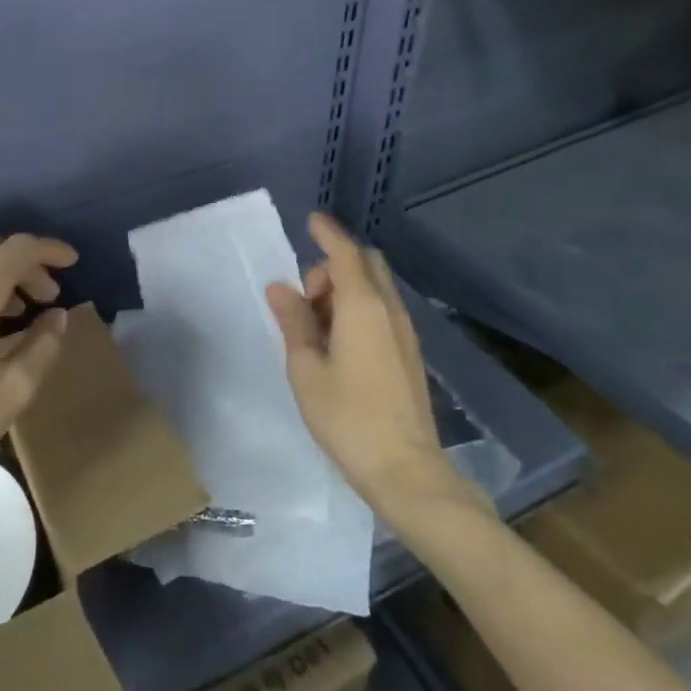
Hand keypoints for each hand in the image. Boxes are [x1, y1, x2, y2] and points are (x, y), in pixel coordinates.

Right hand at [266, 213, 489, 522]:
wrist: (405, 470)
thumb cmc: (346, 417)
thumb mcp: (306, 368)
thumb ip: (294, 322)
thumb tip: (280, 288)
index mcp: (363, 307)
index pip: (345, 253)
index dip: (328, 233)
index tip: (311, 220)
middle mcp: (390, 310)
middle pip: (366, 265)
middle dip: (334, 266)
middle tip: (306, 298)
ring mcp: (405, 333)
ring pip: (376, 288)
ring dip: (346, 289)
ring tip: (316, 326)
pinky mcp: (409, 354)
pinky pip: (383, 311)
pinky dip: (359, 308)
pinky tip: (338, 343)